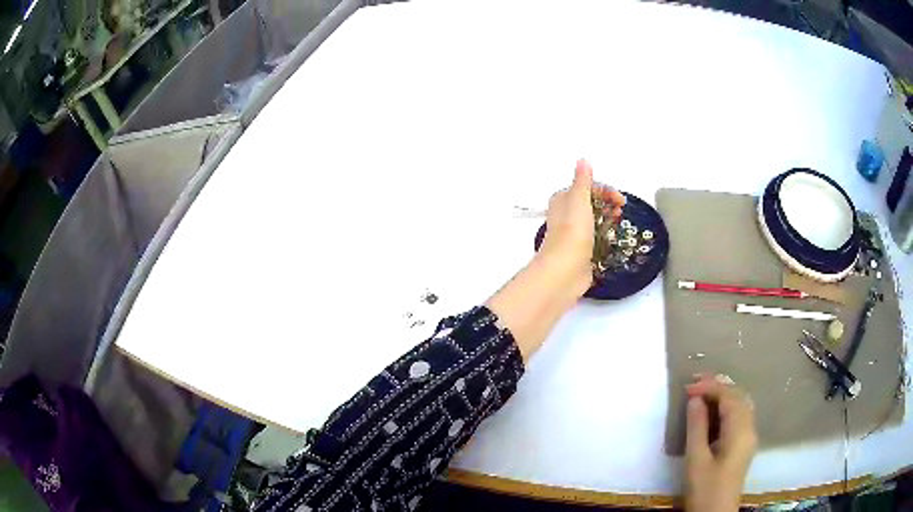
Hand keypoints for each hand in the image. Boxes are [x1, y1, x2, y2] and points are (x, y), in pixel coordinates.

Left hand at [537, 159, 625, 296]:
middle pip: (590, 203)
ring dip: (607, 218)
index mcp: (562, 200)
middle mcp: (565, 215)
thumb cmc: (572, 231)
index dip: (604, 190)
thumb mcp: (579, 199)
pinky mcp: (580, 252)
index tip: (620, 199)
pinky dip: (604, 235)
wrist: (565, 270)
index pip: (586, 188)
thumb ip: (583, 181)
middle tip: (620, 209)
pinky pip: (594, 238)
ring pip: (593, 221)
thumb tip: (582, 160)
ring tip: (618, 221)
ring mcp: (573, 235)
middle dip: (607, 203)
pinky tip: (612, 238)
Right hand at [685, 374, 757, 511]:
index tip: (688, 387)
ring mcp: (749, 437)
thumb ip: (697, 427)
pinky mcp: (745, 444)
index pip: (729, 397)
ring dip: (723, 394)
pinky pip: (739, 415)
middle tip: (694, 383)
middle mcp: (750, 428)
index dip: (710, 387)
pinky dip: (727, 406)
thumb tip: (695, 399)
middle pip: (739, 396)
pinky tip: (713, 411)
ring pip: (741, 404)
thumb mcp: (696, 460)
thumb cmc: (704, 489)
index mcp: (740, 431)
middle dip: (718, 385)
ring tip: (702, 392)